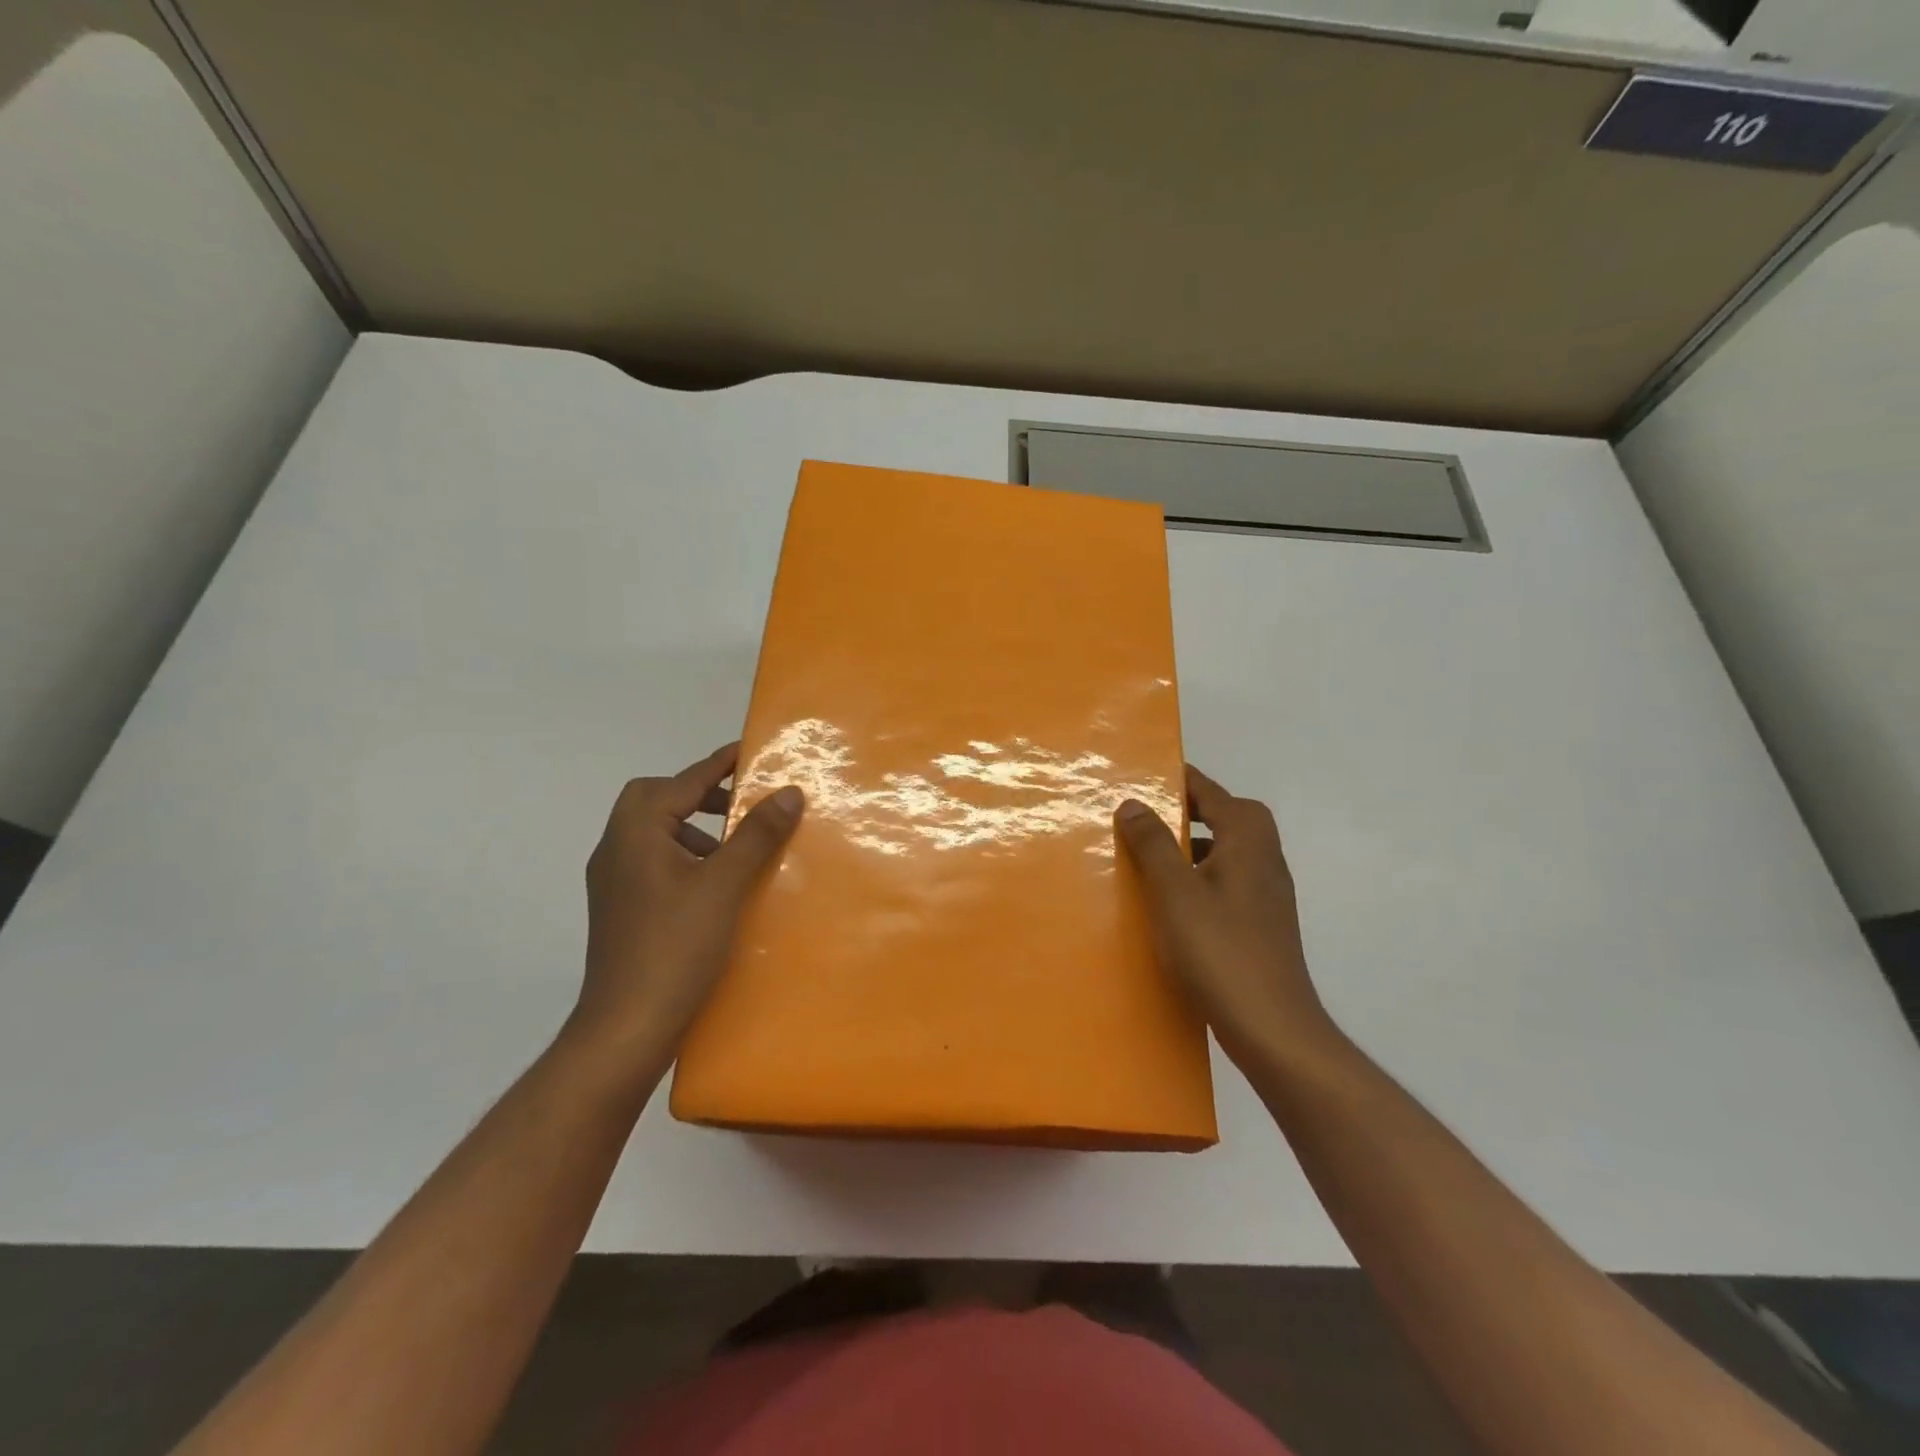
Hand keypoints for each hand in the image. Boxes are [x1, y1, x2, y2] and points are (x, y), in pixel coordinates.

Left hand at [569, 743, 802, 1065]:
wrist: (625, 1028)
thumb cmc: (675, 946)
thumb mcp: (724, 885)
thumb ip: (756, 835)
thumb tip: (787, 791)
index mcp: (635, 833)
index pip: (682, 782)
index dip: (718, 764)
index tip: (751, 751)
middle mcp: (616, 849)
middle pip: (655, 800)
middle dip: (699, 794)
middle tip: (740, 805)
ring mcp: (614, 883)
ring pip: (654, 833)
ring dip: (693, 827)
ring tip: (735, 846)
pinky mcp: (621, 910)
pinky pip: (655, 862)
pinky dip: (685, 857)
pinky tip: (716, 885)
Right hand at [1115, 765, 1336, 1069]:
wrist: (1272, 1027)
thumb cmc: (1219, 950)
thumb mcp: (1174, 892)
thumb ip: (1153, 843)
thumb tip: (1133, 802)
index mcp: (1247, 839)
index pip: (1209, 791)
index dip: (1175, 779)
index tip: (1138, 775)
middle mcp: (1264, 857)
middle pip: (1225, 815)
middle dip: (1186, 810)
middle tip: (1145, 817)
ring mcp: (1266, 892)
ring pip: (1225, 849)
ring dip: (1191, 845)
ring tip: (1148, 857)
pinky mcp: (1261, 921)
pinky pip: (1226, 880)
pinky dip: (1199, 876)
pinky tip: (1171, 902)